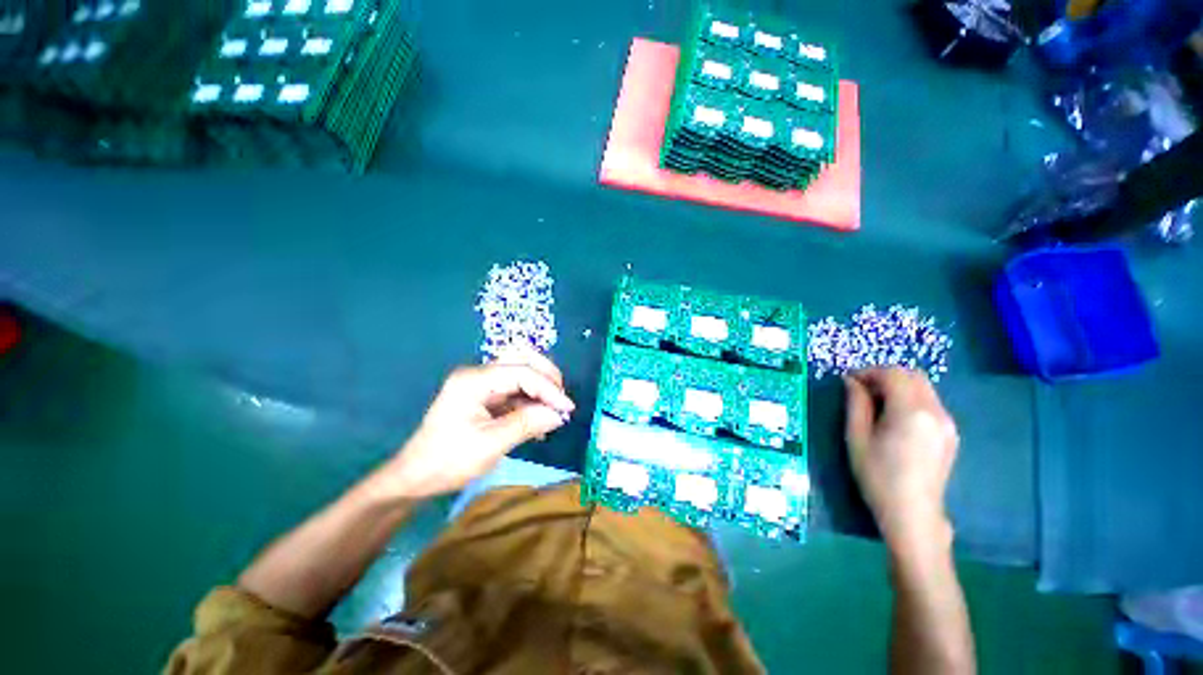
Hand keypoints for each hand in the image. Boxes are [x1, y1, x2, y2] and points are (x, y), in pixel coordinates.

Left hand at [374, 348, 575, 499]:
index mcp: (474, 380)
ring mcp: (482, 383)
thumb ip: (527, 424)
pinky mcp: (486, 395)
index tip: (567, 409)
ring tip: (553, 409)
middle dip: (547, 376)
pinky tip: (539, 419)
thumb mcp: (490, 444)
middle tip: (561, 400)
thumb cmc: (448, 461)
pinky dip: (532, 399)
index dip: (549, 388)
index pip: (522, 372)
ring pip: (521, 370)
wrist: (415, 477)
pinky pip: (516, 388)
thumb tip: (559, 415)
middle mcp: (479, 374)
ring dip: (541, 387)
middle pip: (522, 357)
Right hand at [844, 368, 959, 559]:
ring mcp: (948, 423)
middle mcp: (935, 412)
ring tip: (877, 404)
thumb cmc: (877, 475)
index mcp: (911, 412)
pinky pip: (931, 403)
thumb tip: (851, 381)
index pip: (893, 374)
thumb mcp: (856, 437)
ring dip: (899, 387)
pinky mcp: (951, 434)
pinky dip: (911, 399)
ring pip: (924, 388)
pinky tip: (895, 418)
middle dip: (885, 376)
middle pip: (912, 376)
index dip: (869, 372)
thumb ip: (856, 404)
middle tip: (862, 389)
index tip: (850, 381)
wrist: (912, 513)